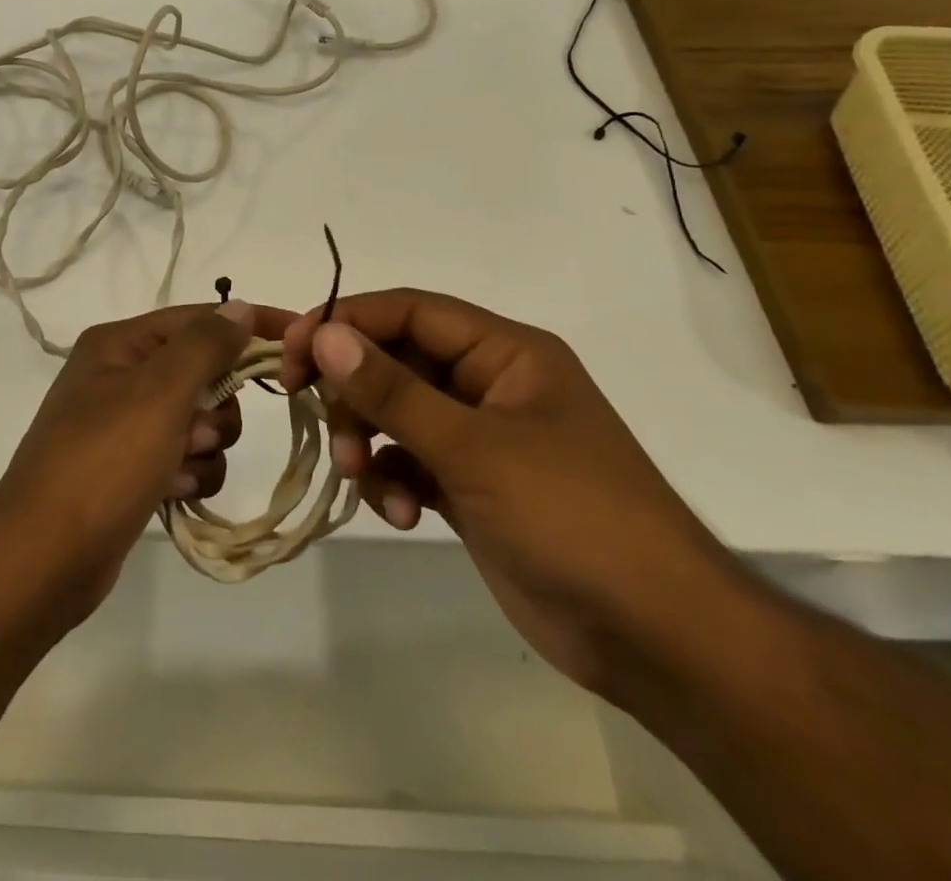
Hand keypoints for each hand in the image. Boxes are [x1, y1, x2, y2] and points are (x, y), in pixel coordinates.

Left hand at [0, 301, 294, 623]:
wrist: (42, 559)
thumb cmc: (103, 462)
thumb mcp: (158, 393)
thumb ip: (205, 346)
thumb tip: (240, 307)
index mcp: (120, 344)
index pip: (200, 318)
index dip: (251, 325)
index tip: (302, 337)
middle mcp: (121, 376)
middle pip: (204, 372)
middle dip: (216, 407)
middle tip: (197, 432)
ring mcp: (126, 425)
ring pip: (201, 420)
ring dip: (204, 447)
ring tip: (176, 468)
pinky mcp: (132, 469)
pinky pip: (185, 458)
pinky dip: (188, 474)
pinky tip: (169, 493)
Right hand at [280, 289, 742, 694]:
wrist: (657, 638)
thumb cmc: (573, 517)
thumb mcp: (475, 448)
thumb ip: (394, 390)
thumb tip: (325, 336)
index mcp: (504, 352)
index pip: (409, 311)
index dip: (347, 321)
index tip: (294, 351)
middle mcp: (488, 383)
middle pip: (395, 360)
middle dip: (355, 393)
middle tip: (321, 423)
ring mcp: (479, 437)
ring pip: (395, 413)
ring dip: (369, 441)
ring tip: (365, 479)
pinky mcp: (470, 485)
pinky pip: (408, 461)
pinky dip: (392, 480)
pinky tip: (401, 515)